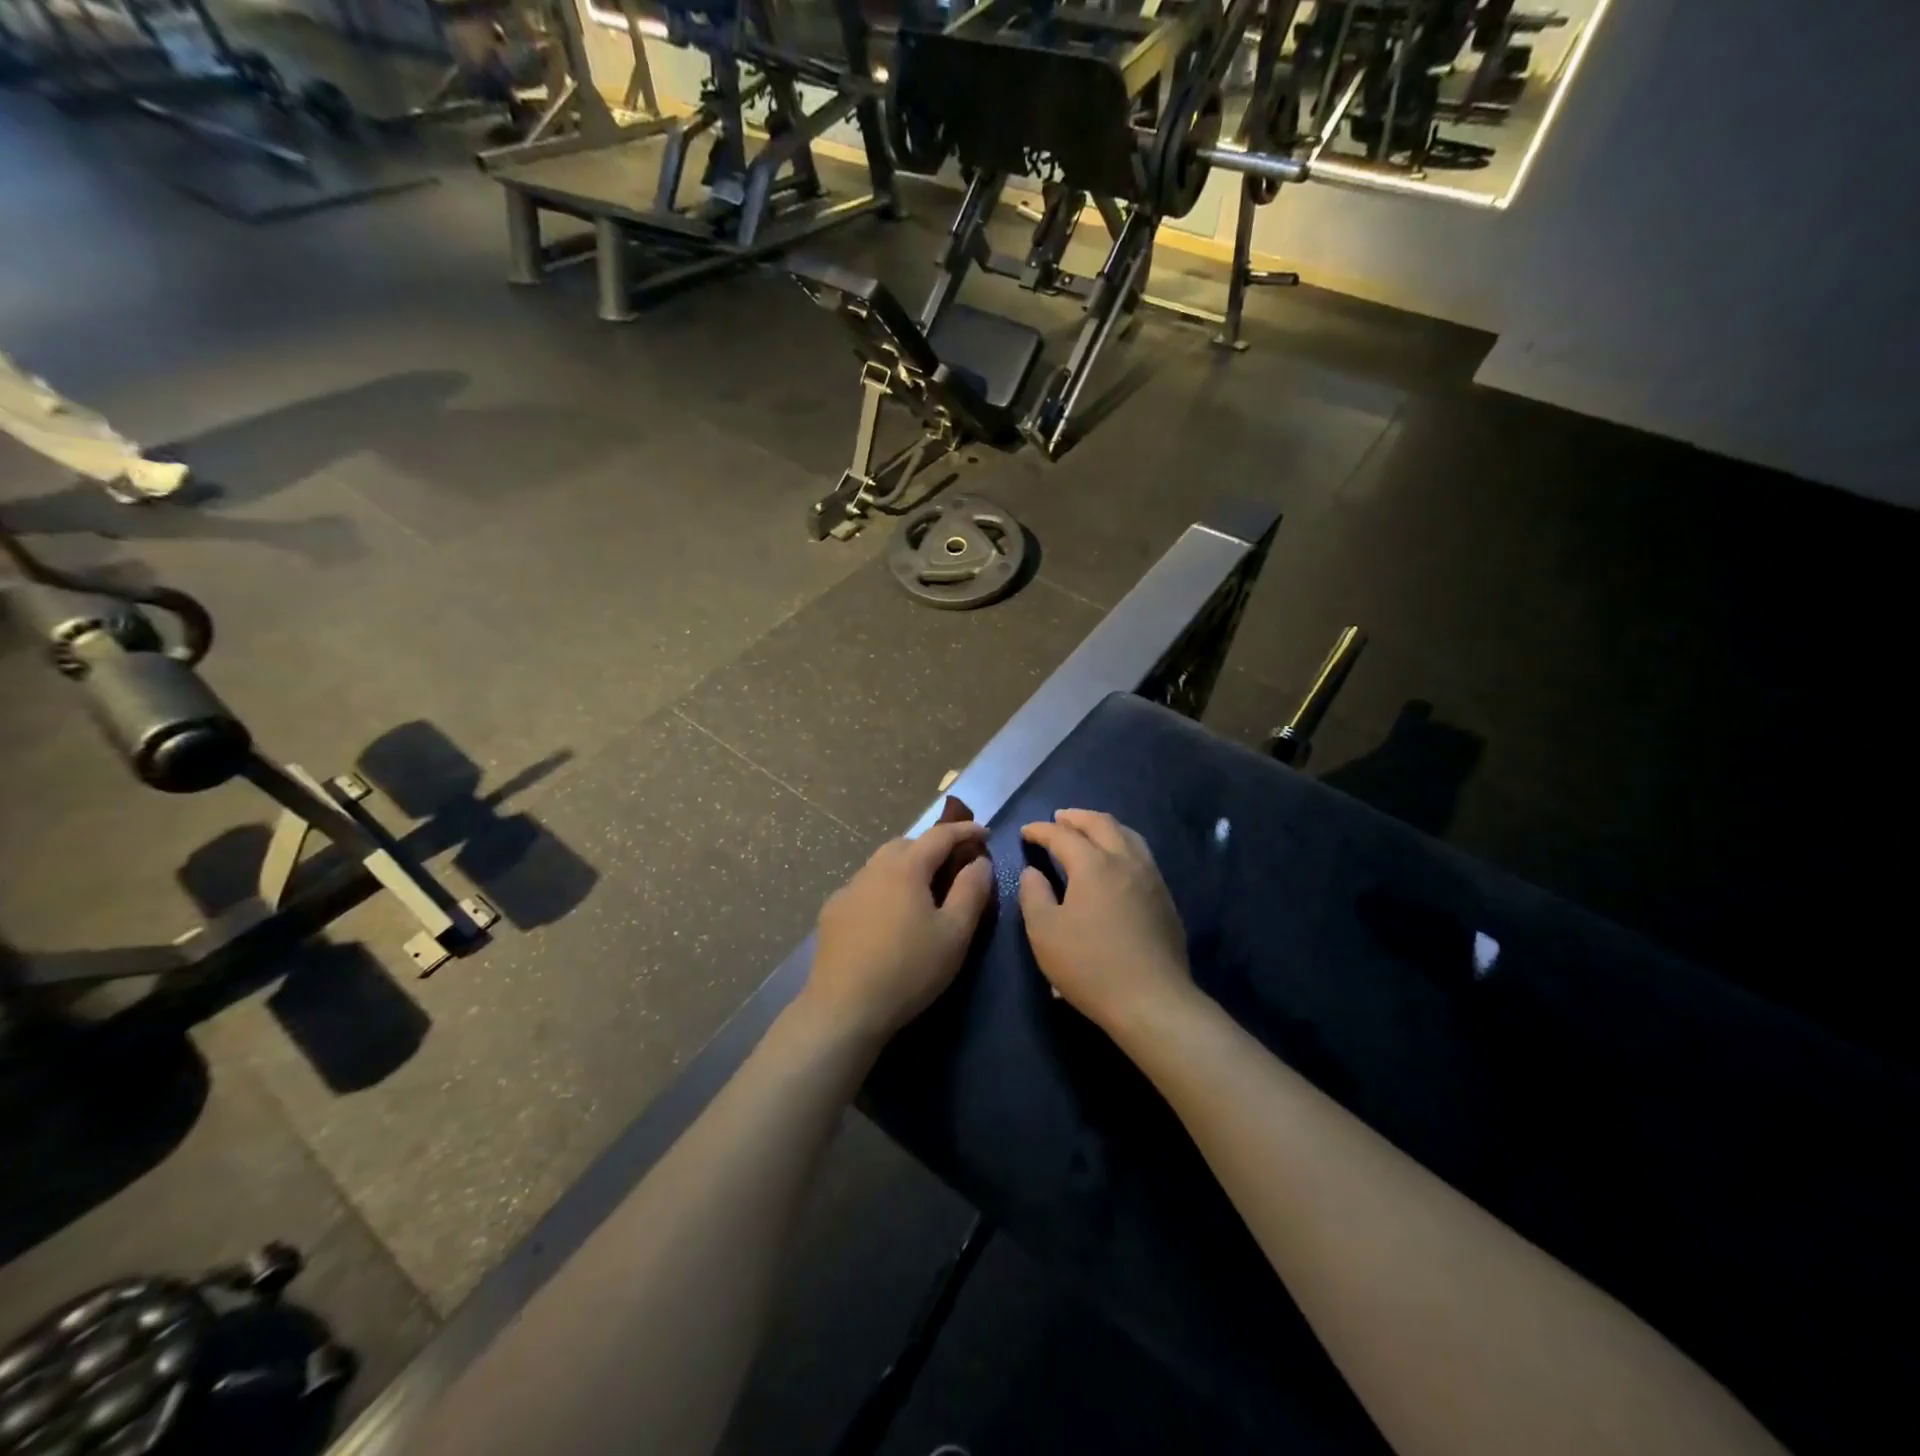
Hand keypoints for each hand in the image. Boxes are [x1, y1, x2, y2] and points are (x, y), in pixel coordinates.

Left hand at [805, 814, 994, 1043]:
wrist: (844, 1009)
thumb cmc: (908, 969)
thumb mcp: (955, 933)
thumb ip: (972, 890)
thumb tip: (980, 861)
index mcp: (905, 867)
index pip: (939, 835)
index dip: (965, 830)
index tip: (985, 833)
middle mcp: (873, 869)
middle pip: (906, 844)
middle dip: (932, 846)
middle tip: (953, 865)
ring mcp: (847, 890)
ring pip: (881, 864)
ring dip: (906, 867)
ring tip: (922, 892)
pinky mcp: (832, 913)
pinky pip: (864, 887)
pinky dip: (884, 889)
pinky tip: (888, 917)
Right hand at [1018, 809, 1193, 1035]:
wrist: (1153, 1001)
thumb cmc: (1090, 966)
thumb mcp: (1045, 933)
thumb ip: (1033, 895)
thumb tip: (1033, 872)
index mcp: (1093, 864)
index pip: (1063, 835)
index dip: (1041, 830)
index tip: (1026, 831)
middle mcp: (1125, 860)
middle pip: (1101, 823)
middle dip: (1076, 817)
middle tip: (1058, 819)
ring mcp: (1151, 877)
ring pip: (1127, 835)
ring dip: (1103, 827)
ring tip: (1088, 832)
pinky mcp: (1165, 897)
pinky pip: (1141, 855)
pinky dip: (1121, 845)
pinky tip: (1115, 863)